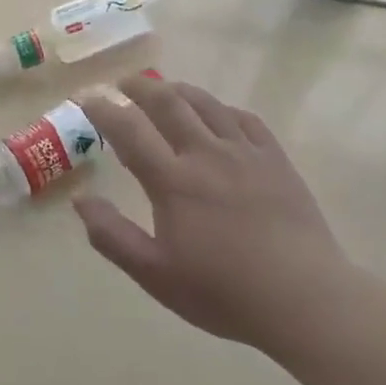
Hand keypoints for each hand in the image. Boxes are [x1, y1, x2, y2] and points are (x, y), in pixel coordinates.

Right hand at [73, 73, 354, 359]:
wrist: (305, 299)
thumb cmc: (223, 292)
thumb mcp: (155, 275)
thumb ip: (112, 236)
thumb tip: (80, 199)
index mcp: (173, 181)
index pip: (129, 130)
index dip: (103, 109)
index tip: (87, 99)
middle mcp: (206, 154)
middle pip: (168, 103)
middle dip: (140, 88)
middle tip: (123, 84)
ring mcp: (245, 153)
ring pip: (206, 104)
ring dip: (178, 90)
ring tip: (164, 89)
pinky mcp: (276, 160)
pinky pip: (245, 119)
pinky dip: (222, 108)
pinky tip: (217, 114)